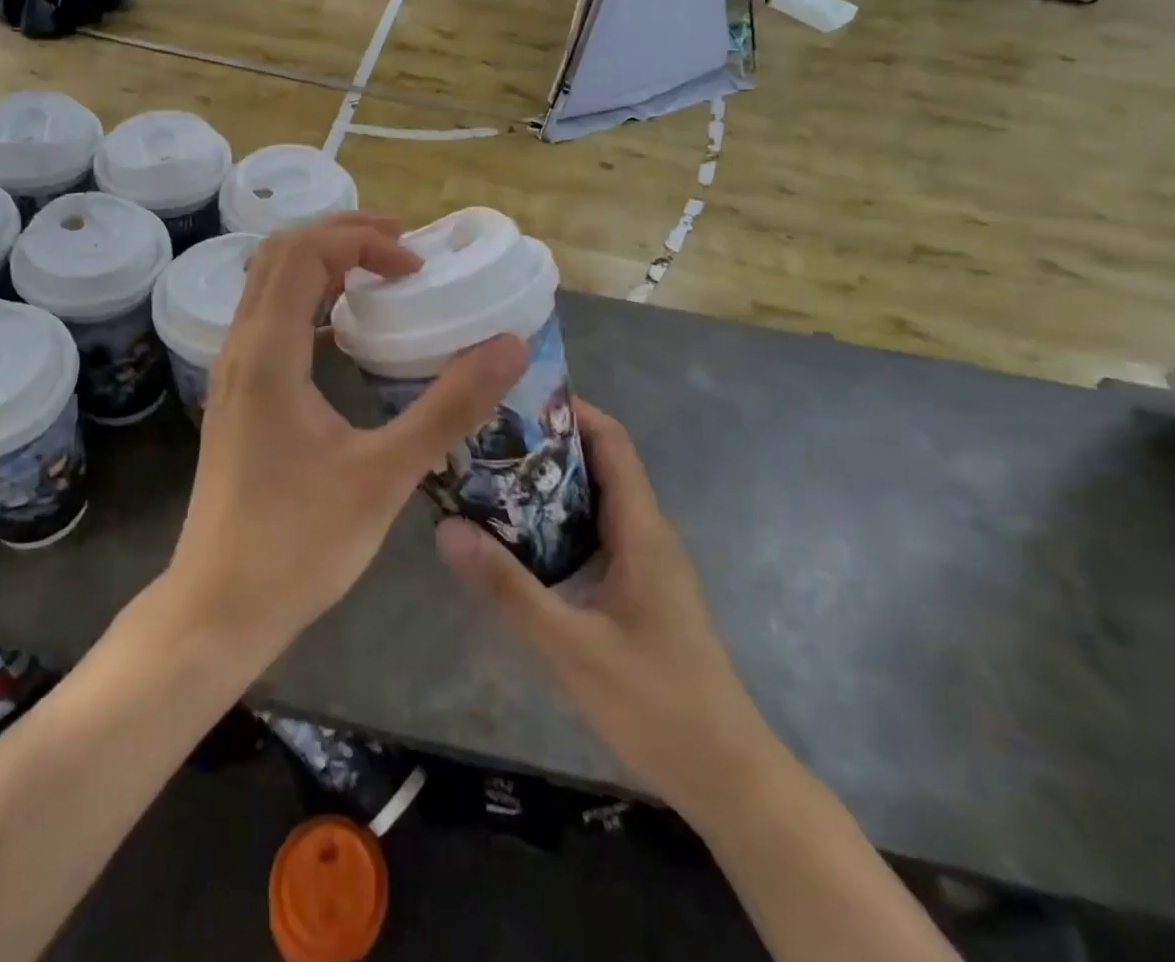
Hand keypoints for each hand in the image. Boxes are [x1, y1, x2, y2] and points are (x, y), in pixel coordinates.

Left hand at [167, 214, 526, 664]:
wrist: (219, 607)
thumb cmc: (299, 543)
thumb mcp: (385, 474)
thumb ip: (449, 407)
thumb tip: (509, 345)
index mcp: (267, 355)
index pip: (305, 253)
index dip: (364, 243)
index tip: (417, 268)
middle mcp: (240, 349)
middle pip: (279, 254)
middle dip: (342, 235)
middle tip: (402, 246)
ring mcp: (231, 373)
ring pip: (267, 284)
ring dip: (321, 262)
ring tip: (378, 271)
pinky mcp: (236, 396)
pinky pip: (268, 318)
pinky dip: (307, 299)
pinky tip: (344, 329)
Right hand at [435, 400, 780, 830]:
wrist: (728, 776)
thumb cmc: (656, 703)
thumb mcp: (571, 647)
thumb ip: (509, 588)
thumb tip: (446, 527)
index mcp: (641, 528)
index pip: (611, 441)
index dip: (570, 409)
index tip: (515, 396)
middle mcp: (645, 532)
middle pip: (598, 463)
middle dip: (545, 442)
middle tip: (485, 435)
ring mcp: (644, 561)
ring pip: (594, 499)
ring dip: (548, 482)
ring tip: (489, 475)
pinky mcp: (637, 587)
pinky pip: (594, 532)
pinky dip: (556, 519)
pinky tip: (516, 537)